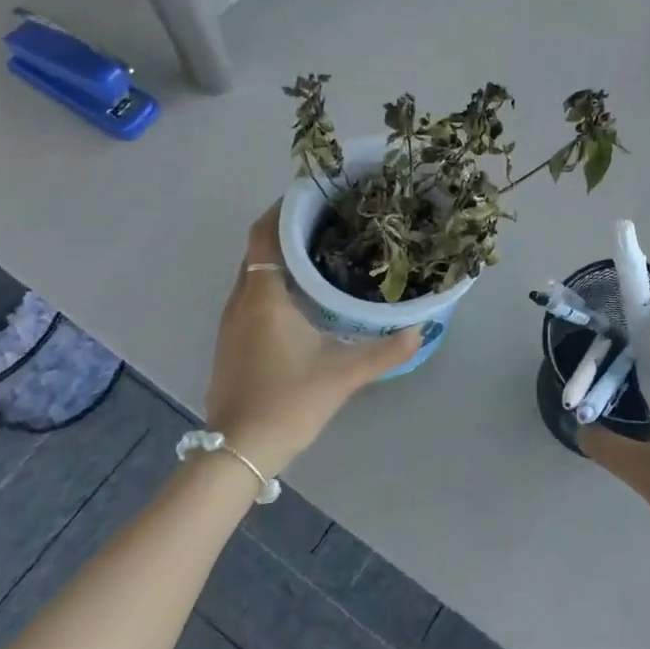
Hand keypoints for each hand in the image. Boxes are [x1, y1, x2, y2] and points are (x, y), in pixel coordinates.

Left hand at [205, 204, 420, 478]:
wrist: (237, 452)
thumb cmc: (287, 401)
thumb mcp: (343, 375)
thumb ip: (385, 351)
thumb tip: (420, 330)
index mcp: (263, 296)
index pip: (265, 235)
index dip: (282, 210)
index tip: (313, 196)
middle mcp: (240, 301)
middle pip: (258, 250)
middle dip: (287, 231)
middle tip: (328, 223)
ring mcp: (230, 324)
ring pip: (252, 274)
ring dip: (278, 259)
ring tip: (319, 254)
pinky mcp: (229, 343)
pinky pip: (249, 296)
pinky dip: (271, 284)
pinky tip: (300, 298)